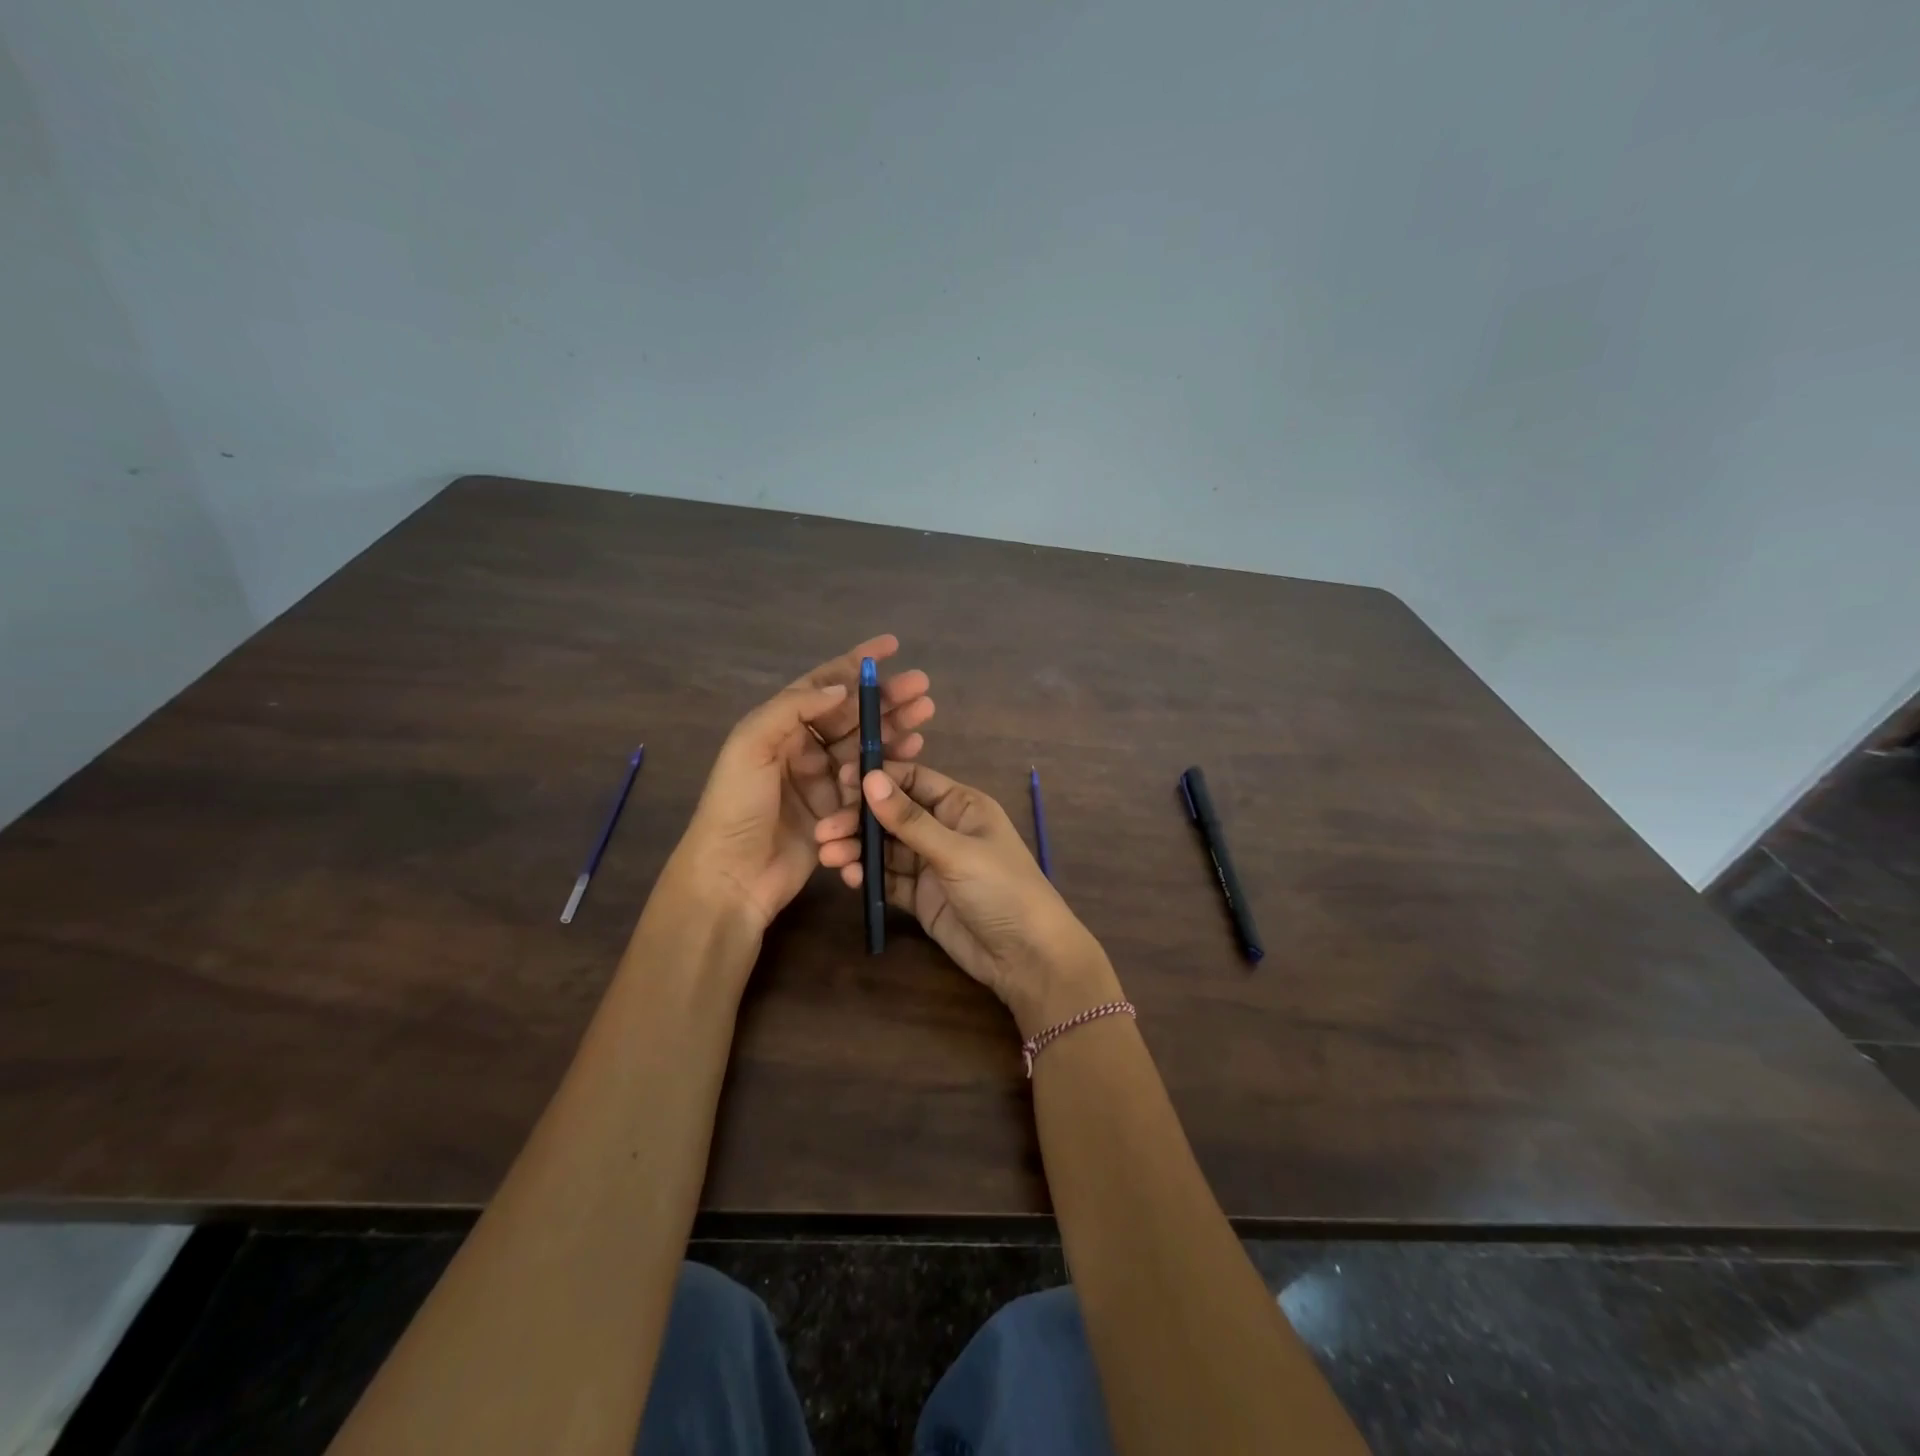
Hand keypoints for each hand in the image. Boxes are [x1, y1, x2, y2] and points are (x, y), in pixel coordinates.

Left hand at [669, 636, 934, 933]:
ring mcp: (822, 781)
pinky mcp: (837, 811)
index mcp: (779, 725)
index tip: (891, 647)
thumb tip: (842, 687)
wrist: (731, 876)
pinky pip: (869, 781)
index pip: (823, 684)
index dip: (857, 664)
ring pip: (866, 745)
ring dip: (895, 728)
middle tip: (922, 687)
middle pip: (852, 714)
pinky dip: (891, 764)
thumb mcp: (752, 744)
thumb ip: (794, 708)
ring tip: (926, 714)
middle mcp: (802, 748)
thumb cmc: (736, 805)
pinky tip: (914, 751)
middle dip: (886, 698)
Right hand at [813, 762, 1120, 1034]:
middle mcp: (944, 828)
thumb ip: (910, 819)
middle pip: (892, 815)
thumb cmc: (1002, 889)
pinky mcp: (921, 896)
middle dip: (859, 820)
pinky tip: (848, 876)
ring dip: (857, 849)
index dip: (877, 779)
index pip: (912, 780)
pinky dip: (867, 875)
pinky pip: (888, 878)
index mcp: (961, 805)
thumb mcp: (956, 851)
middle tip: (824, 830)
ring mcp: (932, 864)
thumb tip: (869, 778)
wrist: (1027, 958)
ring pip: (885, 848)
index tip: (839, 782)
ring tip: (828, 857)